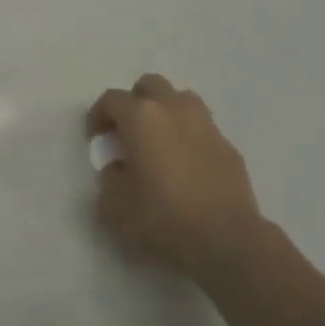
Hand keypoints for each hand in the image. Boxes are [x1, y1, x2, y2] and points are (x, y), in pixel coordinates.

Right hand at [86, 74, 270, 281]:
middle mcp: (173, 108)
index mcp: (141, 117)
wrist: (228, 240)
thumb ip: (108, 180)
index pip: (111, 99)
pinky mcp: (228, 145)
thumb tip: (118, 169)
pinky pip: (202, 128)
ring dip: (165, 112)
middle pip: (149, 85)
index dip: (98, 116)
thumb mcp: (115, 208)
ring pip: (180, 99)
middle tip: (128, 132)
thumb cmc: (164, 218)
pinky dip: (189, 137)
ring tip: (160, 142)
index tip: (96, 138)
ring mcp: (205, 124)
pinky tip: (187, 166)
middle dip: (134, 102)